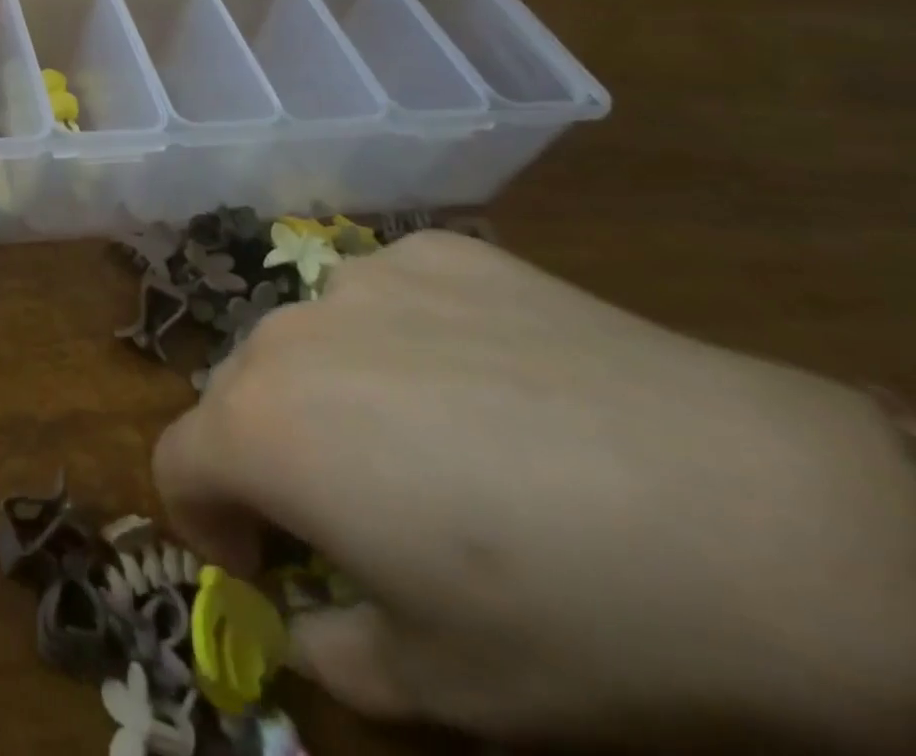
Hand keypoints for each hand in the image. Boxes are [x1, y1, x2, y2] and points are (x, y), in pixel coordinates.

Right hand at [153, 231, 915, 750]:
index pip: (176, 461)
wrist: (759, 513)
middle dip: (267, 454)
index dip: (204, 521)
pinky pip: (384, 298)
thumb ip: (330, 651)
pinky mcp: (434, 251)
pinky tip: (487, 379)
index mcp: (261, 427)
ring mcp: (361, 276)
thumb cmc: (572, 617)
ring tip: (427, 439)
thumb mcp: (436, 684)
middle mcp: (286, 333)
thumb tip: (306, 620)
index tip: (262, 561)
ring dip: (329, 391)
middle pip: (236, 393)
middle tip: (350, 510)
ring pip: (306, 340)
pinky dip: (401, 341)